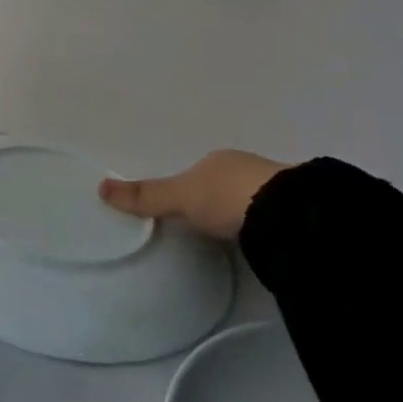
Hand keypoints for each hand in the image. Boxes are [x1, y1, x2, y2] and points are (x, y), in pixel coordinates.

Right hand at [98, 150, 290, 241]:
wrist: (289, 214)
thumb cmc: (226, 196)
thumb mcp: (179, 197)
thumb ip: (147, 196)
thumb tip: (100, 187)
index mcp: (220, 159)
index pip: (201, 172)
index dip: (192, 189)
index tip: (186, 210)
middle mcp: (250, 168)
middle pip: (228, 185)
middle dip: (221, 201)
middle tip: (209, 225)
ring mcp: (280, 189)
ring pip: (255, 200)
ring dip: (247, 214)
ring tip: (237, 238)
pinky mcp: (302, 214)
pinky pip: (276, 218)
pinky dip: (268, 227)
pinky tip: (265, 242)